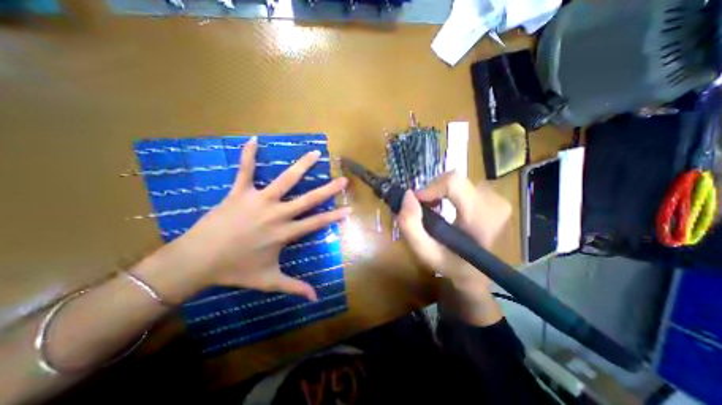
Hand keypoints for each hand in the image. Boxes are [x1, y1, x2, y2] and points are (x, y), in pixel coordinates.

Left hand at [137, 138, 352, 301]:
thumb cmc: (235, 270)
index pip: (317, 223)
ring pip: (285, 180)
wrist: (197, 262)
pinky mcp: (239, 193)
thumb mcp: (269, 281)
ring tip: (315, 153)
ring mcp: (258, 200)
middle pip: (308, 200)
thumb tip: (315, 299)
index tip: (349, 209)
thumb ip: (294, 287)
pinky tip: (253, 140)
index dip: (334, 216)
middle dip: (328, 190)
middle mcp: (277, 214)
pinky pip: (244, 171)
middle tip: (342, 179)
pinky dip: (248, 155)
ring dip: (301, 166)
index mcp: (285, 233)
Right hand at [394, 172, 511, 289]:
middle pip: (454, 180)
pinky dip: (450, 192)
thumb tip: (408, 195)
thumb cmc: (449, 263)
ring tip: (435, 210)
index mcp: (481, 220)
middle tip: (425, 209)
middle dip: (434, 191)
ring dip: (441, 192)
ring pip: (458, 182)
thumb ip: (410, 225)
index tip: (417, 201)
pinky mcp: (495, 198)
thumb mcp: (424, 251)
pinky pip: (465, 185)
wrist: (475, 271)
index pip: (454, 183)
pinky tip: (447, 207)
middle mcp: (494, 204)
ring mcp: (498, 200)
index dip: (431, 187)